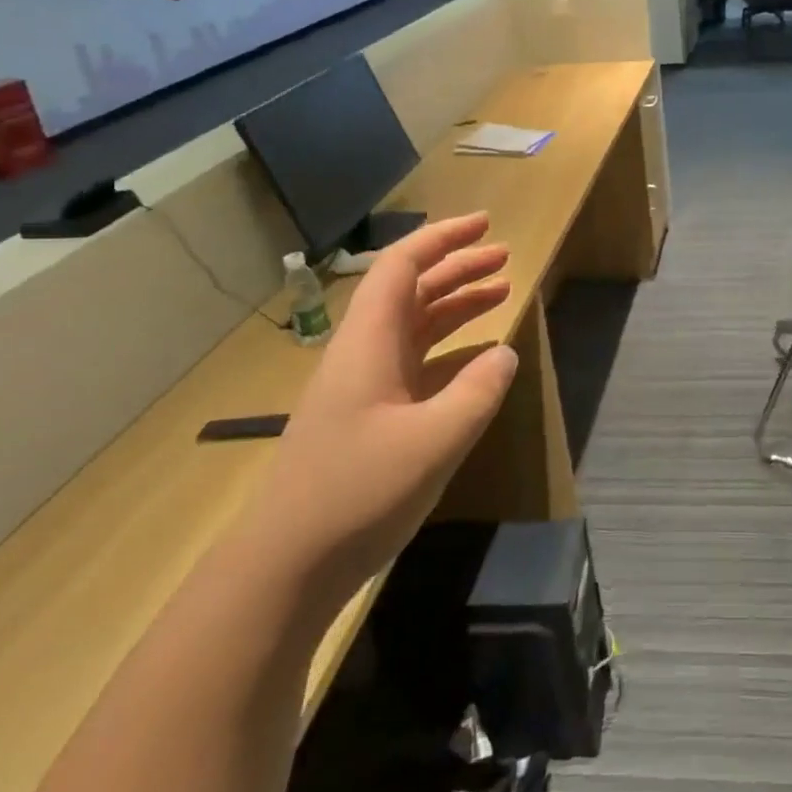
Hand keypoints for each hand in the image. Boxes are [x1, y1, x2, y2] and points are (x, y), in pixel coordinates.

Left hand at [243, 213, 518, 596]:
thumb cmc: (358, 493)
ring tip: (500, 294)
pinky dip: (449, 349)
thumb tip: (504, 353)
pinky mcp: (368, 418)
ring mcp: (364, 387)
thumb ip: (478, 391)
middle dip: (458, 267)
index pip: (402, 267)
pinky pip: (415, 363)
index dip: (442, 238)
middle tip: (505, 257)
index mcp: (369, 343)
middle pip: (411, 291)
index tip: (485, 224)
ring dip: (455, 305)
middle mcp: (364, 354)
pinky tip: (478, 360)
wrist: (286, 567)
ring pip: (414, 326)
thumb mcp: (434, 441)